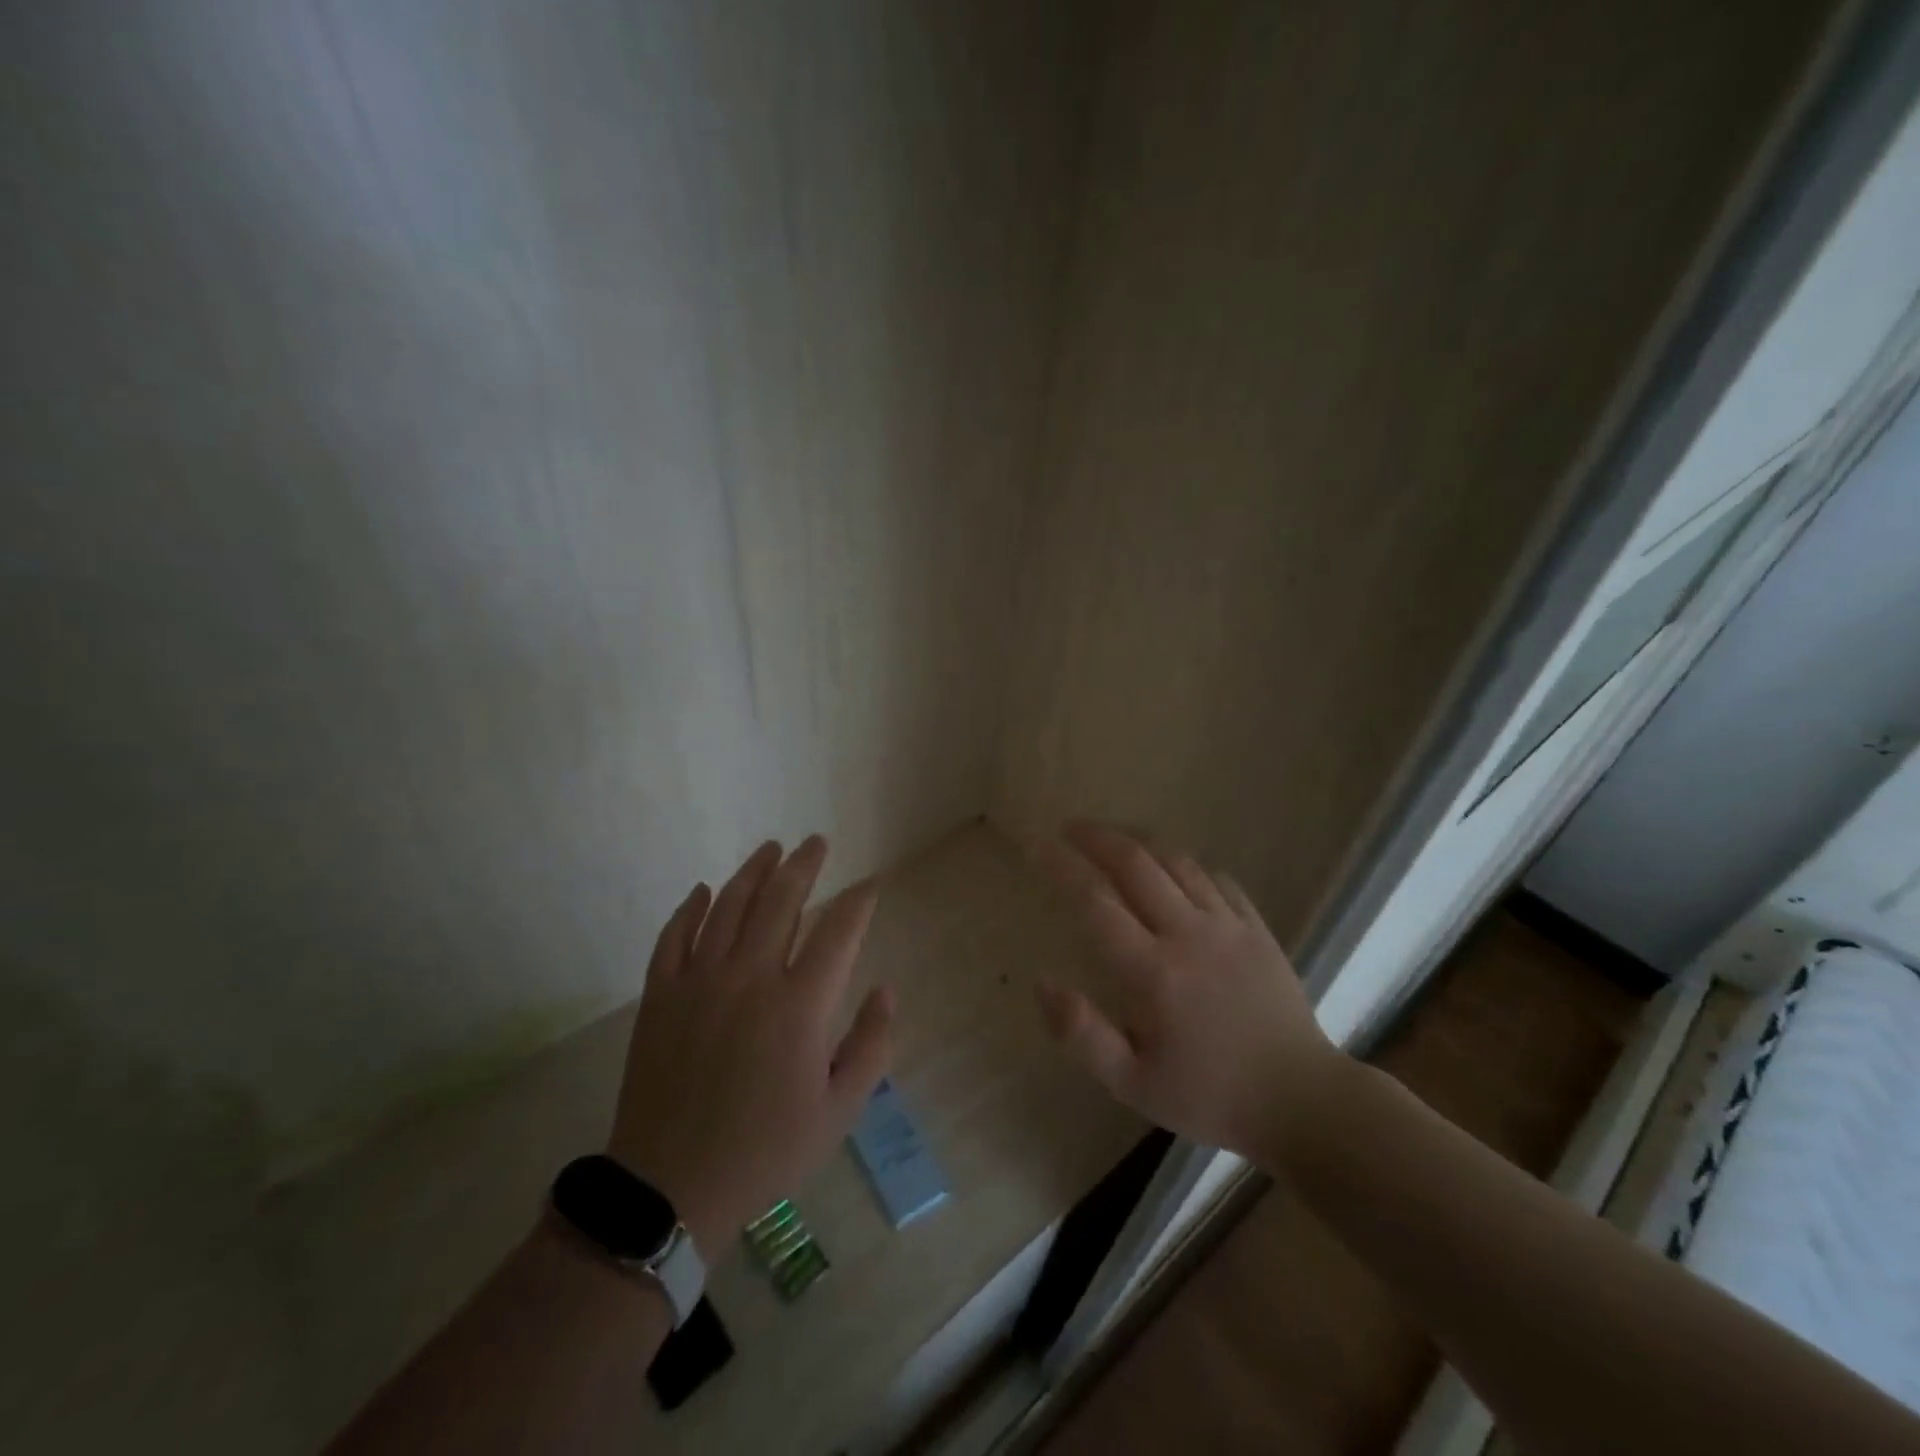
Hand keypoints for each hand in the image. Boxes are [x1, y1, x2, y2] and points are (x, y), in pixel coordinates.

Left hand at [607, 836, 892, 1258]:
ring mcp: (700, 981)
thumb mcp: (839, 1110)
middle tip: (817, 842)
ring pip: (729, 906)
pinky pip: (675, 935)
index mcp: (800, 1006)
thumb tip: (884, 990)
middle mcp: (751, 978)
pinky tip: (705, 890)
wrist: (671, 1185)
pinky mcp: (660, 995)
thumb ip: (871, 1045)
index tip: (869, 885)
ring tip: (772, 848)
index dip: (858, 902)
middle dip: (805, 866)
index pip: (839, 932)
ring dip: (754, 871)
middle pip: (781, 900)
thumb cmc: (766, 1149)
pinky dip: (692, 908)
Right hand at [1035, 822, 1343, 1159]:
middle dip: (1095, 837)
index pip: (1095, 901)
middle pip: (1134, 863)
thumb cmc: (1209, 1096)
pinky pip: (1215, 878)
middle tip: (1068, 828)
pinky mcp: (1256, 927)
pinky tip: (1171, 868)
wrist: (1302, 1101)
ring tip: (1112, 836)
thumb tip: (1041, 981)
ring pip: (1176, 861)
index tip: (1036, 846)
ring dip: (1137, 840)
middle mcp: (1188, 934)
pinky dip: (1184, 863)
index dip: (1061, 867)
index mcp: (1152, 972)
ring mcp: (1227, 925)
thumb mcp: (1133, 1084)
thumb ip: (1081, 1033)